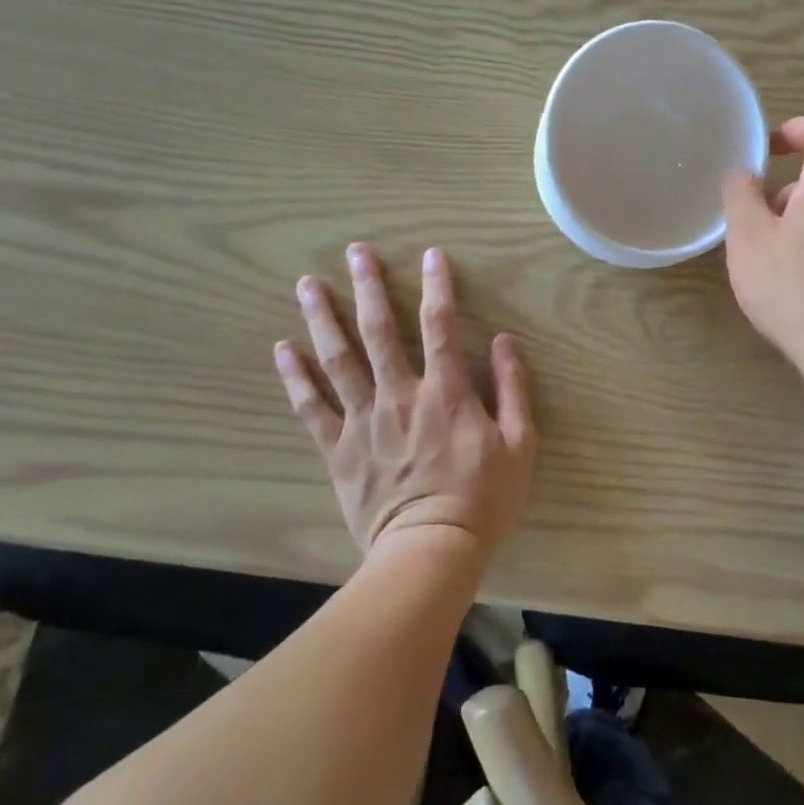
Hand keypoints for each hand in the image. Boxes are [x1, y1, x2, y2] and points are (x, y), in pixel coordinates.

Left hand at [275, 243, 535, 559]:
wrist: (430, 552)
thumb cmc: (483, 499)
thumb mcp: (520, 445)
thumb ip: (512, 389)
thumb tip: (504, 342)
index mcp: (445, 392)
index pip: (440, 326)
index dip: (437, 286)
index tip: (431, 255)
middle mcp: (400, 395)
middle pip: (379, 331)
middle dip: (368, 287)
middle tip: (355, 252)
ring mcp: (364, 420)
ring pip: (339, 359)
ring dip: (323, 318)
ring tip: (308, 284)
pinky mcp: (338, 448)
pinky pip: (312, 406)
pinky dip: (296, 376)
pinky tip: (284, 348)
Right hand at [721, 114, 803, 374]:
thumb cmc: (795, 288)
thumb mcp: (749, 239)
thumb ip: (741, 196)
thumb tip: (744, 174)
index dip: (794, 129)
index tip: (766, 155)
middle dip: (787, 187)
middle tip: (755, 221)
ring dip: (798, 218)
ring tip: (769, 258)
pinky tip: (794, 283)